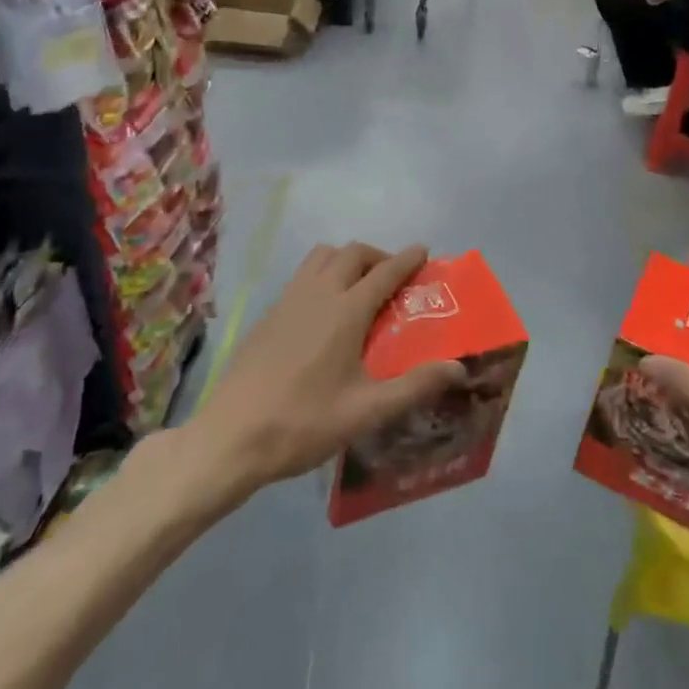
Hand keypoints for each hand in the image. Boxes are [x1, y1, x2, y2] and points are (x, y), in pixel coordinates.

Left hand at [192, 244, 465, 492]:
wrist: (230, 437)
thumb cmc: (303, 423)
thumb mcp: (366, 411)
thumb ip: (414, 386)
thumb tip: (458, 367)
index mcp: (346, 310)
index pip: (384, 271)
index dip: (407, 259)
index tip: (424, 251)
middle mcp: (318, 293)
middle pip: (353, 253)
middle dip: (378, 255)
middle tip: (394, 277)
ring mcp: (289, 299)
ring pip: (323, 256)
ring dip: (347, 259)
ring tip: (360, 286)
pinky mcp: (269, 313)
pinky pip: (303, 274)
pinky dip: (323, 273)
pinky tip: (324, 310)